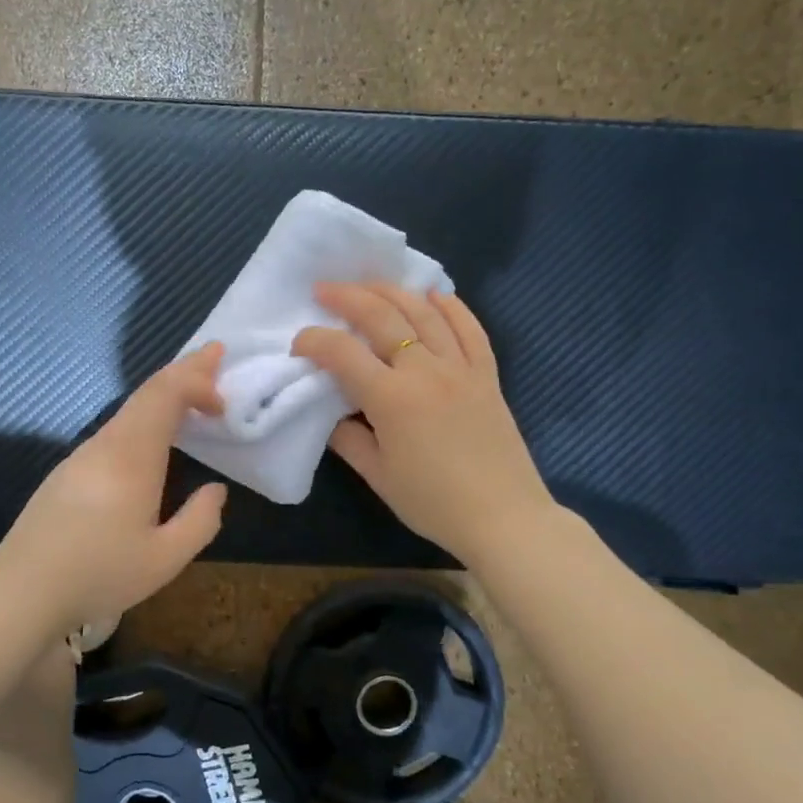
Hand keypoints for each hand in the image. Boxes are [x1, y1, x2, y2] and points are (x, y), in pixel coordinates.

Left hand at [0, 344, 229, 629]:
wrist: (21, 591)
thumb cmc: (97, 574)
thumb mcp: (165, 560)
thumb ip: (200, 521)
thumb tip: (214, 490)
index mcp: (131, 457)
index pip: (165, 394)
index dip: (197, 382)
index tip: (222, 405)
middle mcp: (105, 444)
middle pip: (148, 392)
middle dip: (185, 370)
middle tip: (215, 353)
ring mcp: (82, 455)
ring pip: (129, 409)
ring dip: (164, 394)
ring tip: (192, 390)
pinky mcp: (68, 471)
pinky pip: (116, 428)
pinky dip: (145, 415)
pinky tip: (153, 435)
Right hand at [293, 282, 555, 565]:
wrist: (504, 518)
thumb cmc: (433, 502)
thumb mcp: (378, 476)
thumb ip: (348, 438)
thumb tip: (333, 412)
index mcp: (392, 399)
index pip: (342, 353)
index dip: (314, 341)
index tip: (298, 343)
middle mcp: (425, 371)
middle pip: (382, 317)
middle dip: (348, 297)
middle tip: (325, 289)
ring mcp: (461, 368)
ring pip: (424, 312)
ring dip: (393, 291)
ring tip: (369, 284)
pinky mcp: (487, 374)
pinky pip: (469, 328)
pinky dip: (450, 305)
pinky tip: (433, 294)